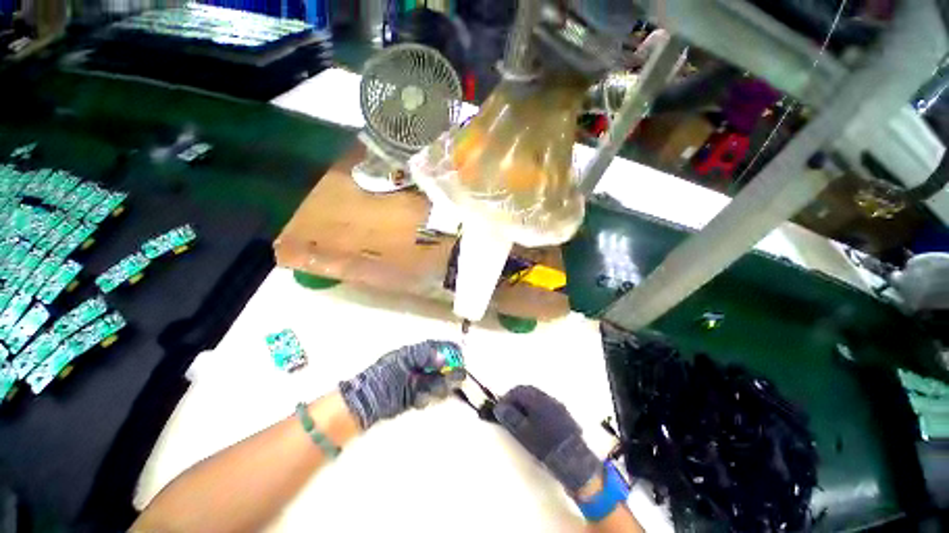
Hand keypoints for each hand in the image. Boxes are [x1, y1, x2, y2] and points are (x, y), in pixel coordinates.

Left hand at [339, 340, 464, 428]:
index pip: (439, 347)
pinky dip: (428, 398)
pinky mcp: (417, 397)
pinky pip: (430, 396)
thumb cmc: (385, 373)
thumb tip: (444, 358)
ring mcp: (419, 382)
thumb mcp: (404, 359)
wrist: (367, 399)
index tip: (460, 356)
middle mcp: (421, 366)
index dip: (450, 350)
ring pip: (439, 382)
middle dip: (451, 371)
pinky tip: (418, 399)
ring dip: (440, 386)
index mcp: (417, 352)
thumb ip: (424, 356)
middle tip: (457, 377)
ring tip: (432, 390)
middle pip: (443, 366)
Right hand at [493, 385, 599, 493]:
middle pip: (528, 392)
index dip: (506, 398)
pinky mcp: (565, 415)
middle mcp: (548, 397)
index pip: (517, 390)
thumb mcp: (523, 433)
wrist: (574, 460)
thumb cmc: (545, 445)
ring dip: (527, 406)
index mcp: (537, 398)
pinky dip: (537, 411)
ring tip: (521, 421)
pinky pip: (546, 406)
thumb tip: (498, 407)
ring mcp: (558, 405)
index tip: (500, 410)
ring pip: (537, 399)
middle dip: (516, 401)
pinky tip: (536, 425)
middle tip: (509, 414)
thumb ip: (510, 418)